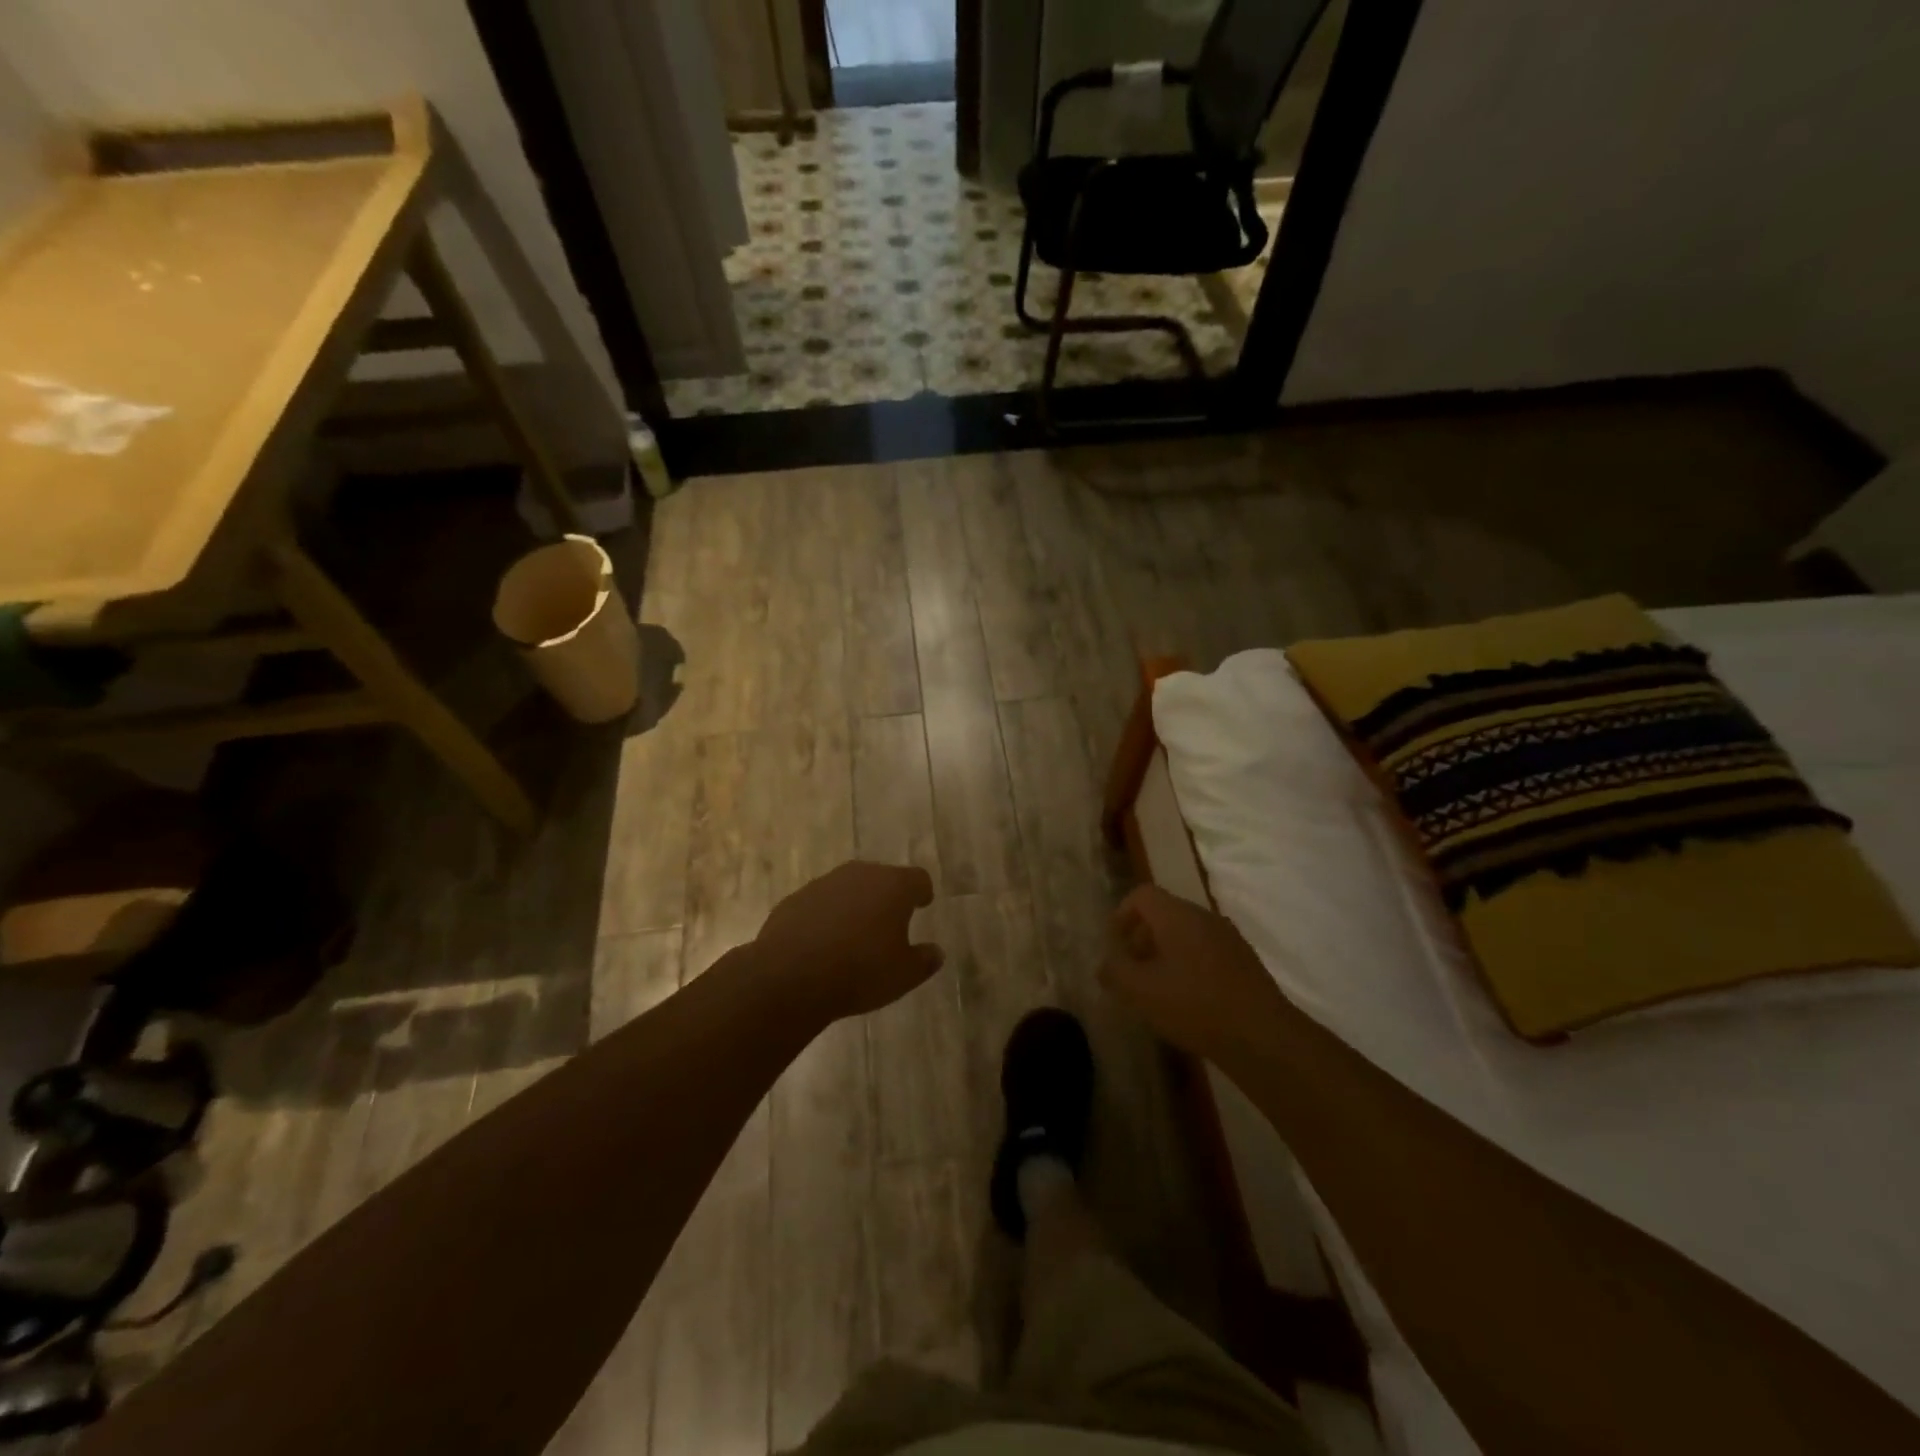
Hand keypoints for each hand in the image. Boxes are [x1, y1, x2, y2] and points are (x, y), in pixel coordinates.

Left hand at [754, 861, 942, 1022]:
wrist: (790, 976)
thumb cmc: (860, 971)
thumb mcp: (904, 975)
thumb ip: (924, 960)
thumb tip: (936, 952)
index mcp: (893, 886)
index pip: (918, 879)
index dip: (922, 892)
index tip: (922, 904)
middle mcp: (859, 875)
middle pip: (881, 878)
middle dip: (887, 896)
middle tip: (890, 921)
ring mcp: (823, 884)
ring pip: (848, 889)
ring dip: (854, 905)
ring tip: (855, 935)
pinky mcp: (794, 900)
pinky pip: (819, 904)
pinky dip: (825, 917)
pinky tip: (822, 944)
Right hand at [1099, 885, 1286, 1063]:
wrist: (1263, 1037)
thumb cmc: (1194, 1005)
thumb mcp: (1141, 991)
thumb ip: (1116, 972)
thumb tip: (1104, 965)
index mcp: (1177, 915)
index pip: (1142, 895)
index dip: (1121, 914)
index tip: (1113, 944)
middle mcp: (1204, 917)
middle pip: (1164, 913)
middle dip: (1141, 937)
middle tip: (1130, 970)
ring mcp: (1229, 938)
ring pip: (1186, 933)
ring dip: (1164, 953)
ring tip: (1156, 989)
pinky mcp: (1244, 962)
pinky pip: (1205, 951)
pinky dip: (1188, 965)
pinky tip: (1186, 1000)